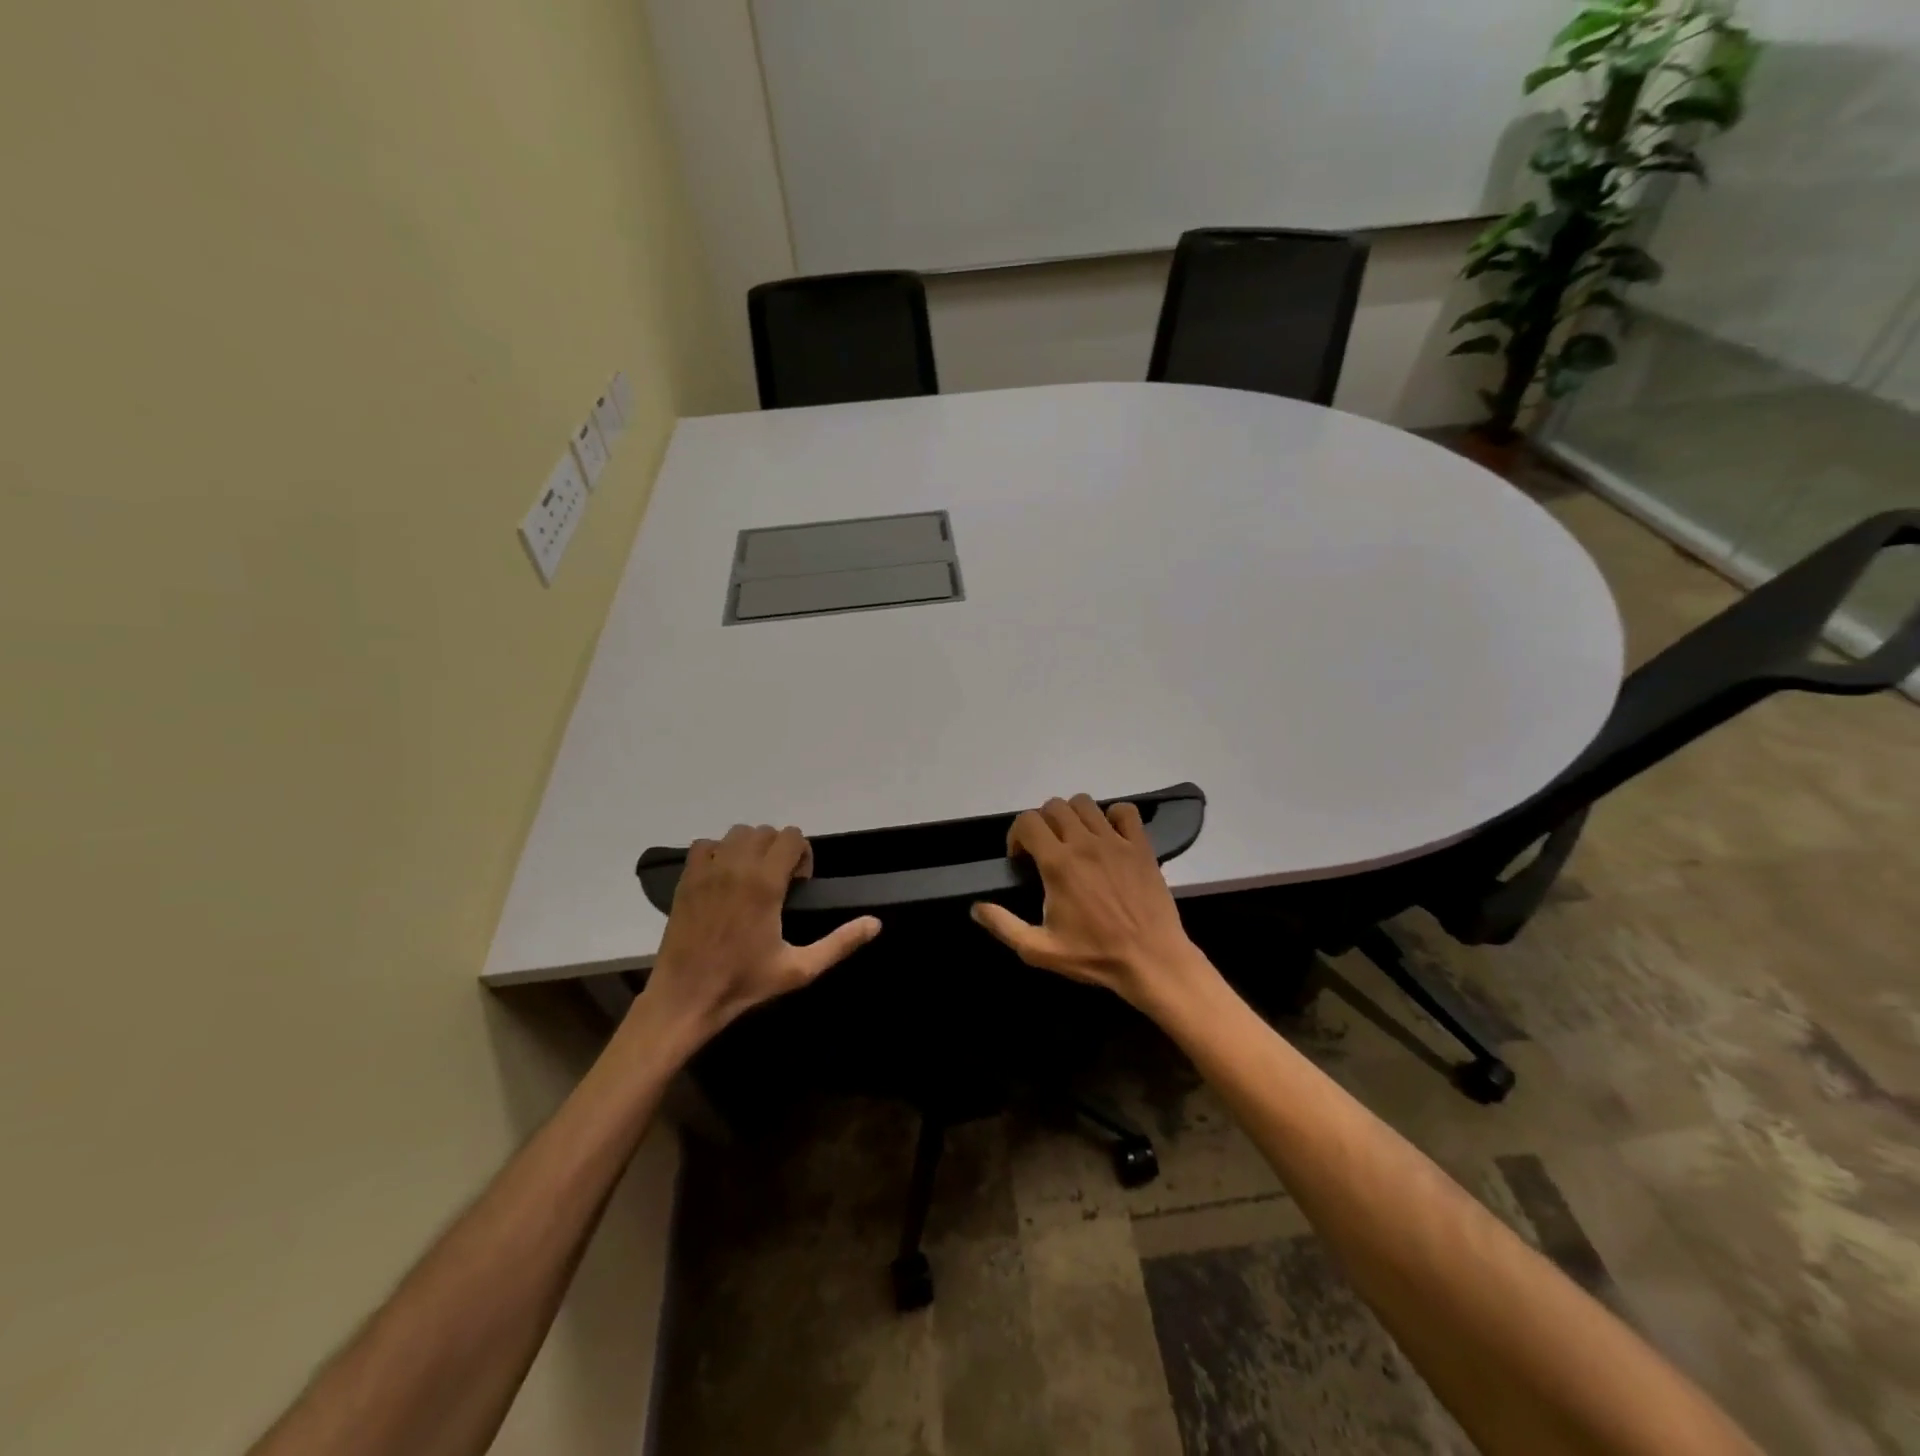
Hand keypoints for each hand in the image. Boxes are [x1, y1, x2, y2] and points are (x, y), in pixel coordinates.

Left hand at [637, 824, 880, 1045]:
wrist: (686, 997)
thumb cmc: (744, 983)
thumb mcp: (800, 969)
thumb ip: (840, 943)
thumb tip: (876, 923)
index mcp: (765, 883)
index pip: (792, 837)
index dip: (802, 857)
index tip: (798, 887)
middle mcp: (736, 866)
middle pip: (766, 832)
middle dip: (779, 851)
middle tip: (779, 886)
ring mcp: (707, 870)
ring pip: (737, 834)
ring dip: (750, 848)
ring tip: (751, 880)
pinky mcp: (686, 879)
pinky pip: (706, 844)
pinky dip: (718, 853)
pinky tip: (723, 880)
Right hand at [971, 794, 1211, 1013]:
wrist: (1151, 960)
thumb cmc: (1094, 956)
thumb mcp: (1039, 950)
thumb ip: (1004, 925)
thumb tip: (976, 907)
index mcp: (1058, 864)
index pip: (1027, 821)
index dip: (1017, 835)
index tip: (1021, 859)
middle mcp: (1084, 843)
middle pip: (1054, 806)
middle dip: (1042, 824)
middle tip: (1045, 850)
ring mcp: (1115, 841)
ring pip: (1085, 804)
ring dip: (1073, 816)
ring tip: (1074, 840)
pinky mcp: (1141, 846)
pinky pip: (1125, 811)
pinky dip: (1113, 816)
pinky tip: (1108, 837)